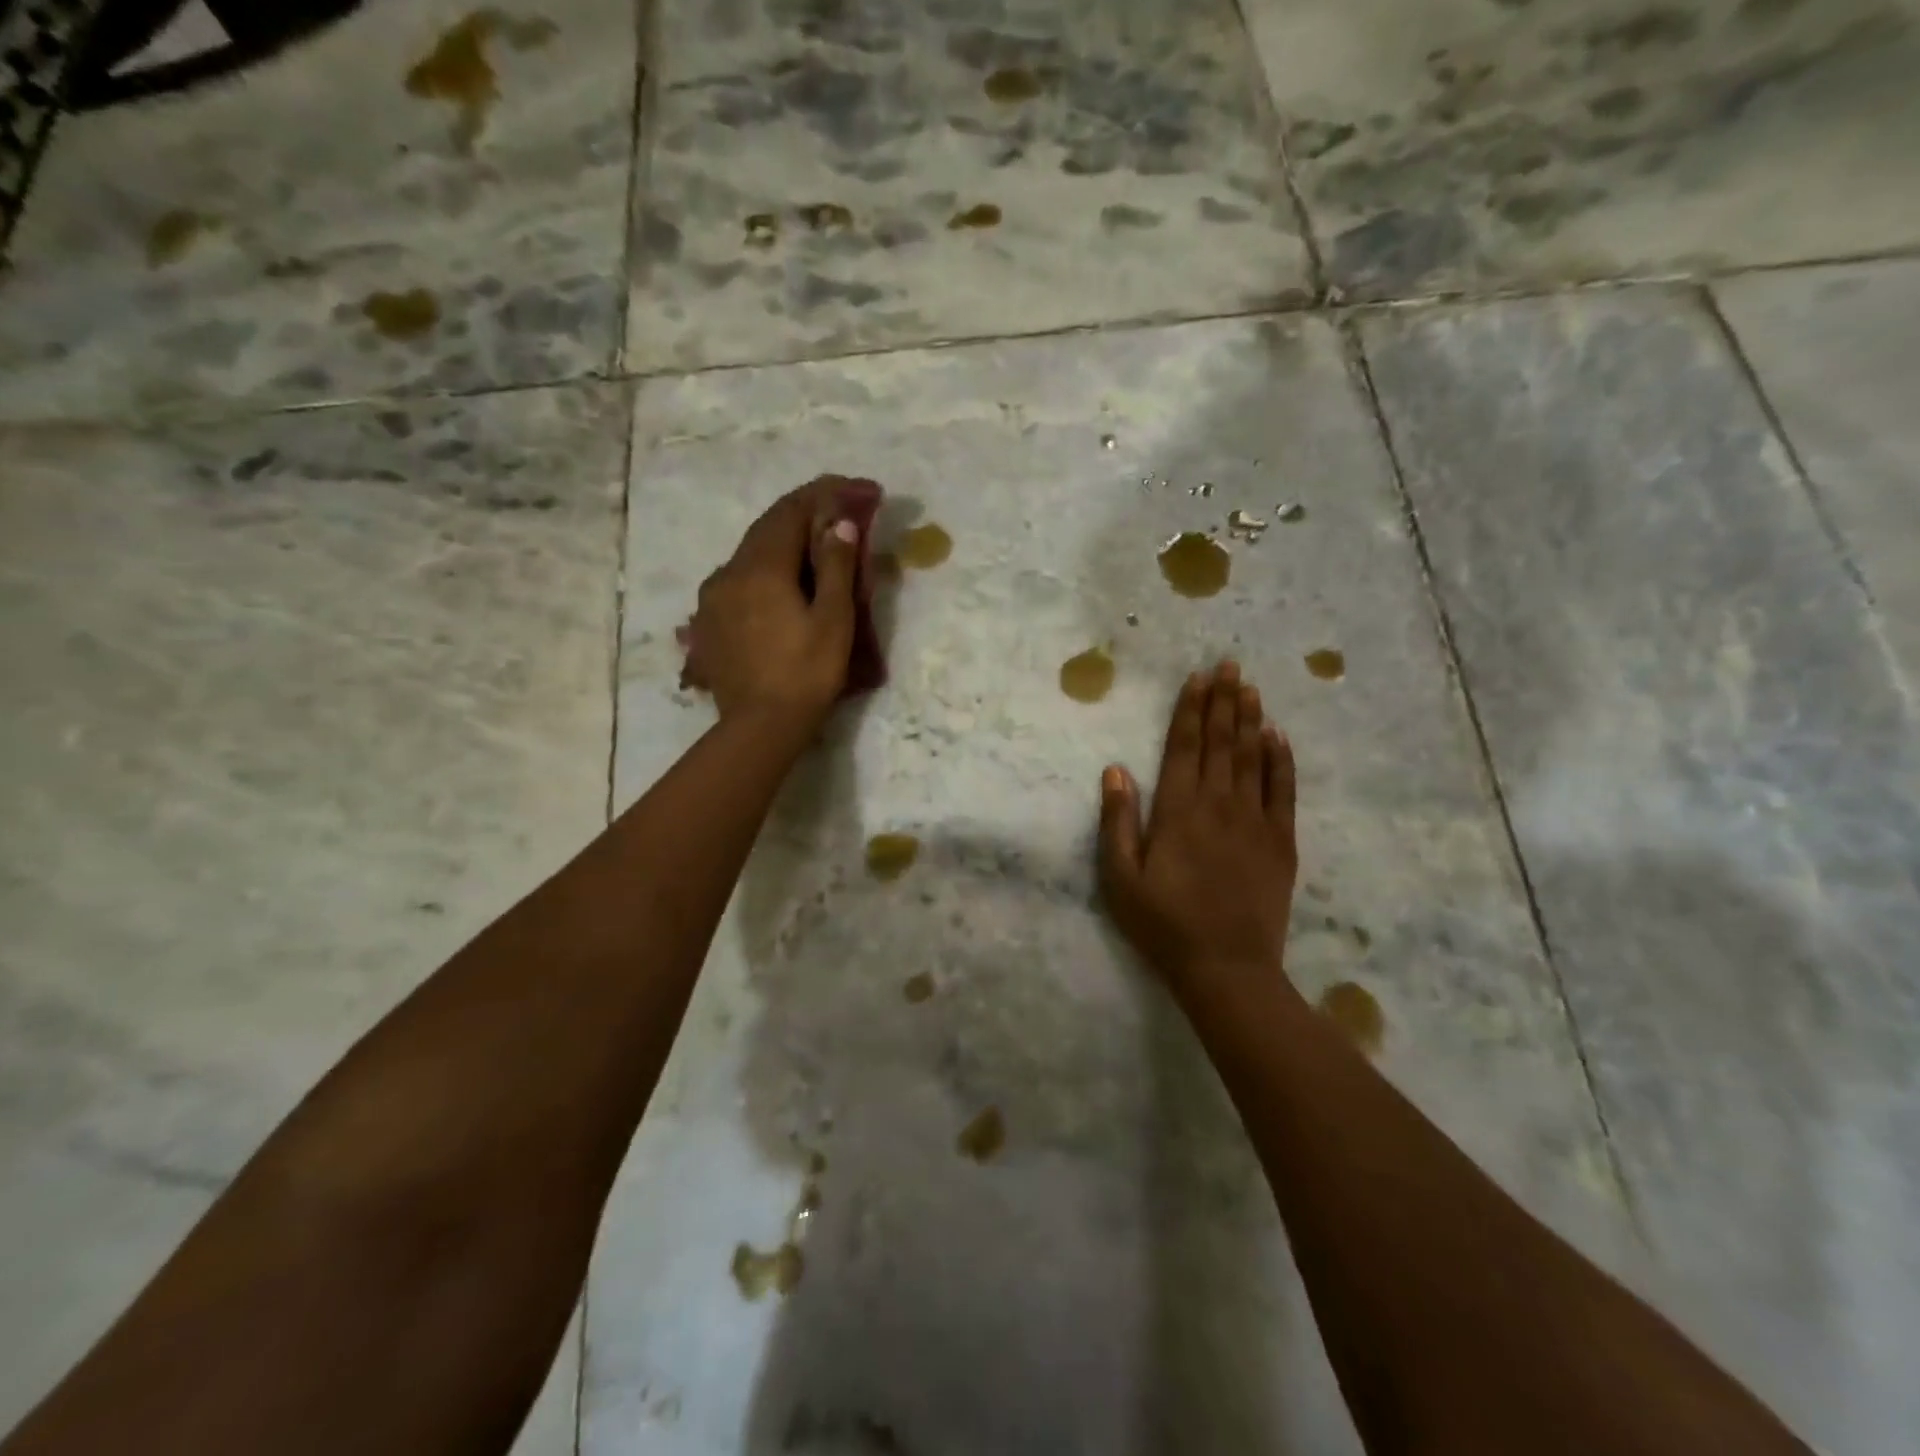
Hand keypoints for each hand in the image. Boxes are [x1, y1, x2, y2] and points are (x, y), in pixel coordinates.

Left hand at [680, 478, 861, 731]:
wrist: (759, 727)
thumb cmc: (805, 673)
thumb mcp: (833, 620)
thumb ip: (835, 566)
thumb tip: (838, 523)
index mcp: (761, 567)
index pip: (791, 511)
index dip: (825, 494)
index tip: (857, 488)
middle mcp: (729, 572)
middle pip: (767, 528)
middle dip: (804, 513)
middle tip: (839, 511)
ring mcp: (713, 598)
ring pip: (750, 554)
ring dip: (783, 542)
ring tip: (813, 547)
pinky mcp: (709, 622)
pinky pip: (739, 580)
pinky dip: (765, 570)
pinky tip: (780, 584)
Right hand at [1097, 662, 1298, 998]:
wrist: (1227, 967)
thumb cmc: (1163, 924)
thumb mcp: (1120, 879)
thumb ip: (1117, 822)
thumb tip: (1115, 770)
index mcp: (1178, 811)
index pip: (1184, 747)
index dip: (1190, 710)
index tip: (1197, 678)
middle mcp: (1218, 804)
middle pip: (1221, 742)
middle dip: (1223, 701)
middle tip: (1229, 665)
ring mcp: (1255, 821)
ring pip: (1253, 758)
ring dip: (1250, 720)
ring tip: (1251, 688)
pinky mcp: (1280, 842)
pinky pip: (1283, 791)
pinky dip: (1281, 760)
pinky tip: (1278, 737)